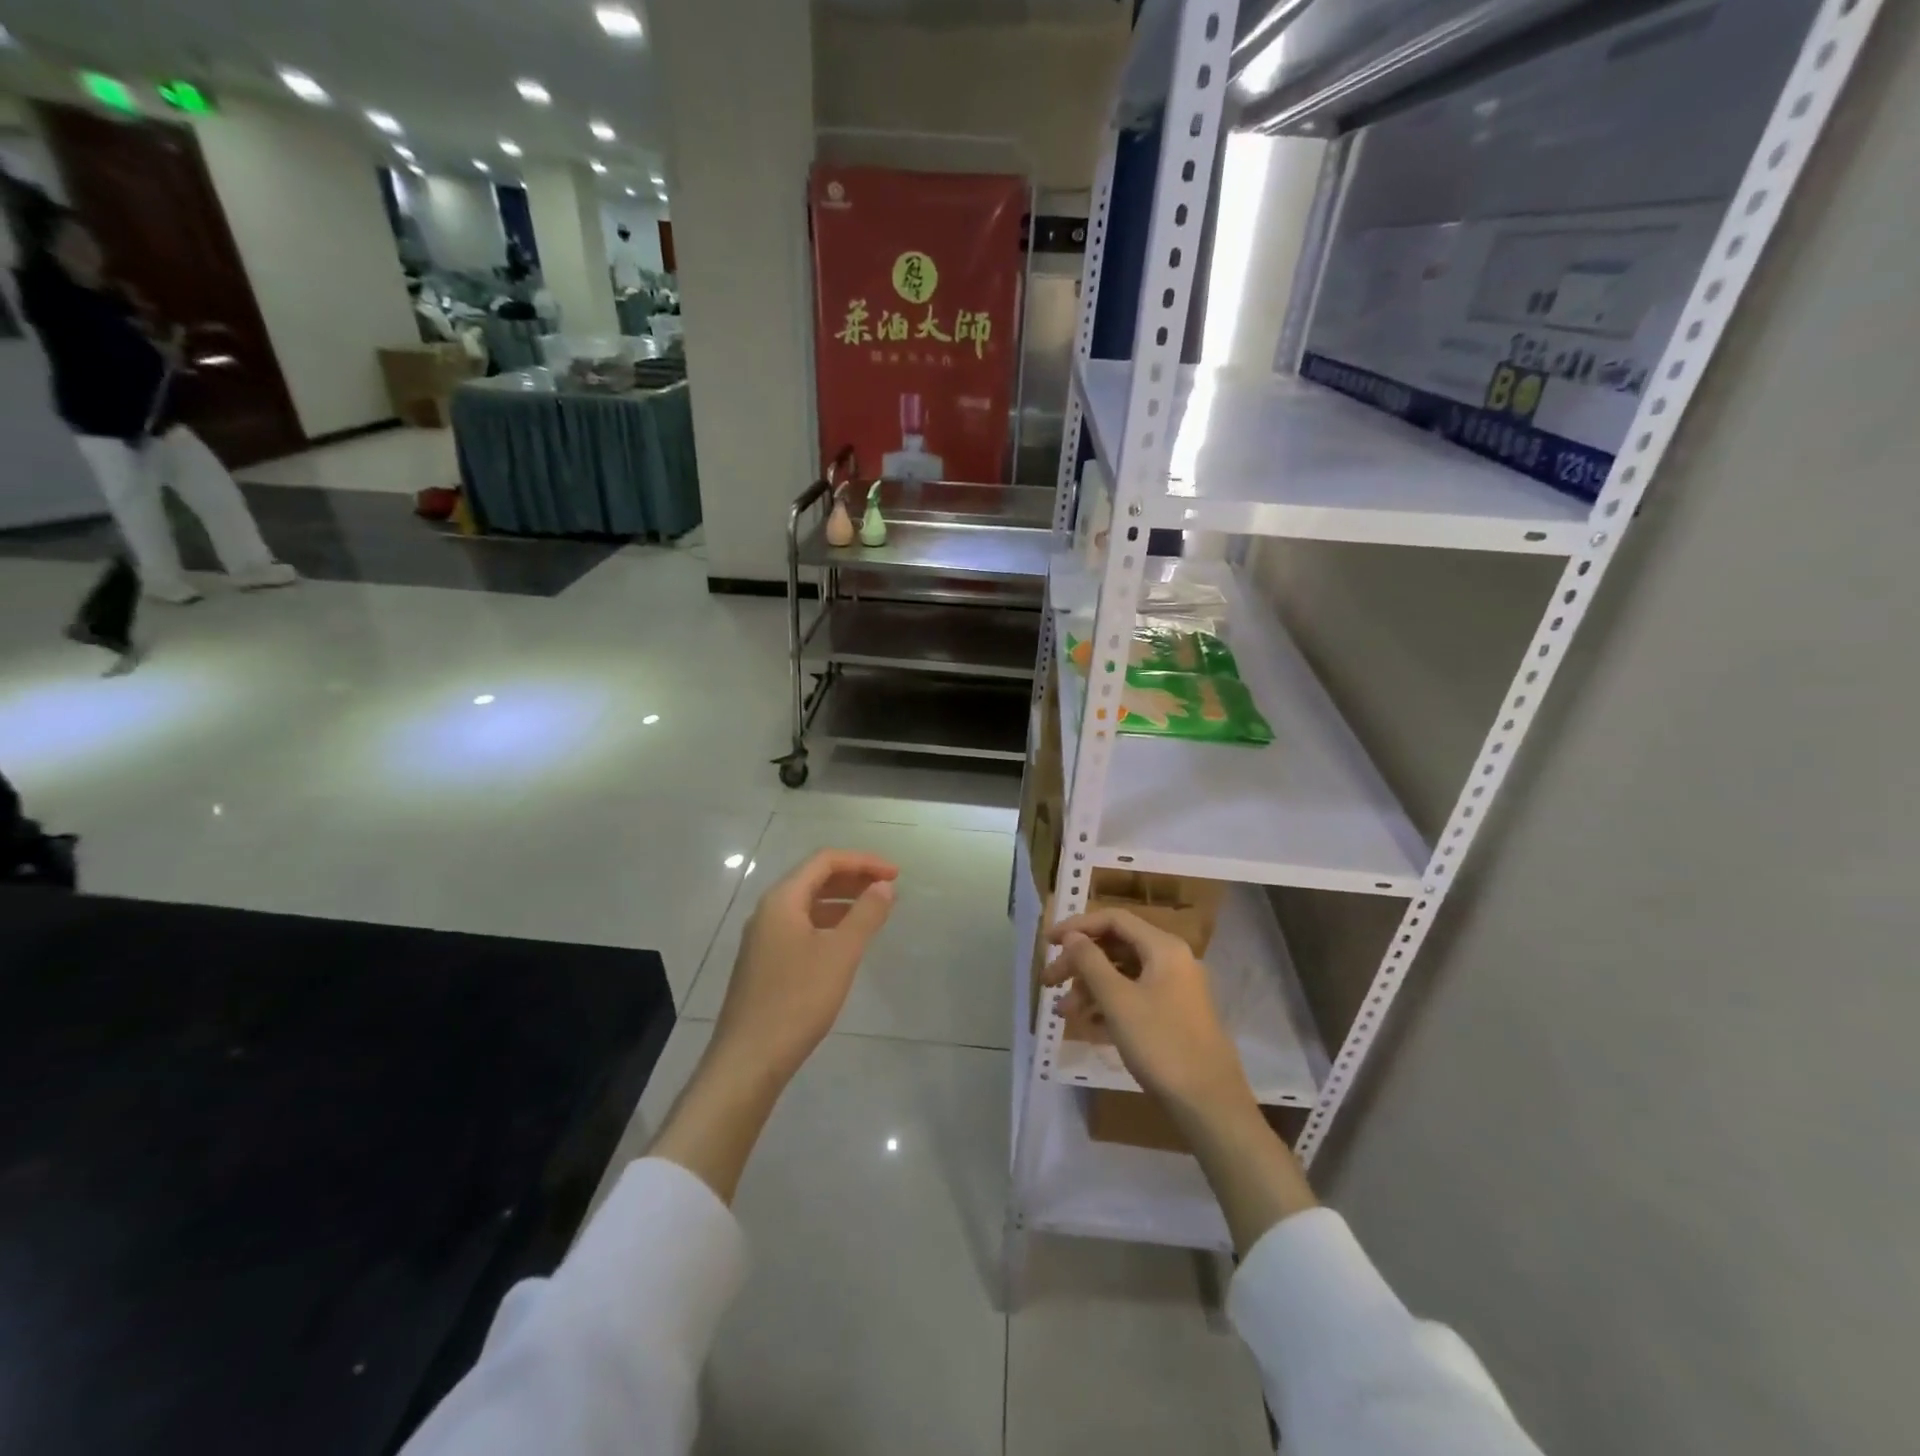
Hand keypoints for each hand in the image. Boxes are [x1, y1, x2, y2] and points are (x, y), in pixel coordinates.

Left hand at [710, 850, 897, 1082]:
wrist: (749, 1059)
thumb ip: (866, 914)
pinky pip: (802, 926)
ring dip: (842, 901)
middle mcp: (768, 911)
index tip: (896, 874)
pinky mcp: (765, 962)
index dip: (863, 861)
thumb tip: (884, 885)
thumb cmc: (797, 1000)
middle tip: (889, 888)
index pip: (825, 861)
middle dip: (854, 878)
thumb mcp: (841, 953)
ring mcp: (763, 938)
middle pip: (814, 878)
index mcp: (782, 900)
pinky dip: (829, 923)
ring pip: (808, 904)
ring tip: (875, 912)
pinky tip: (847, 942)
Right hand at [1046, 908, 1316, 1251]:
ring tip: (1063, 1012)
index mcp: (1163, 948)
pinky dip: (1108, 1004)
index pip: (1114, 920)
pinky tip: (1085, 1024)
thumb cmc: (1160, 1044)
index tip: (1048, 942)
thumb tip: (1072, 936)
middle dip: (1079, 962)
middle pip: (1116, 946)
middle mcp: (1171, 960)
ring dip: (1089, 987)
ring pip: (1123, 974)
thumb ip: (1090, 962)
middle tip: (1048, 982)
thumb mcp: (1117, 1001)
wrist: (1209, 1104)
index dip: (1077, 926)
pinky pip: (1134, 996)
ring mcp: (1175, 989)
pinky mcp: (1173, 1015)